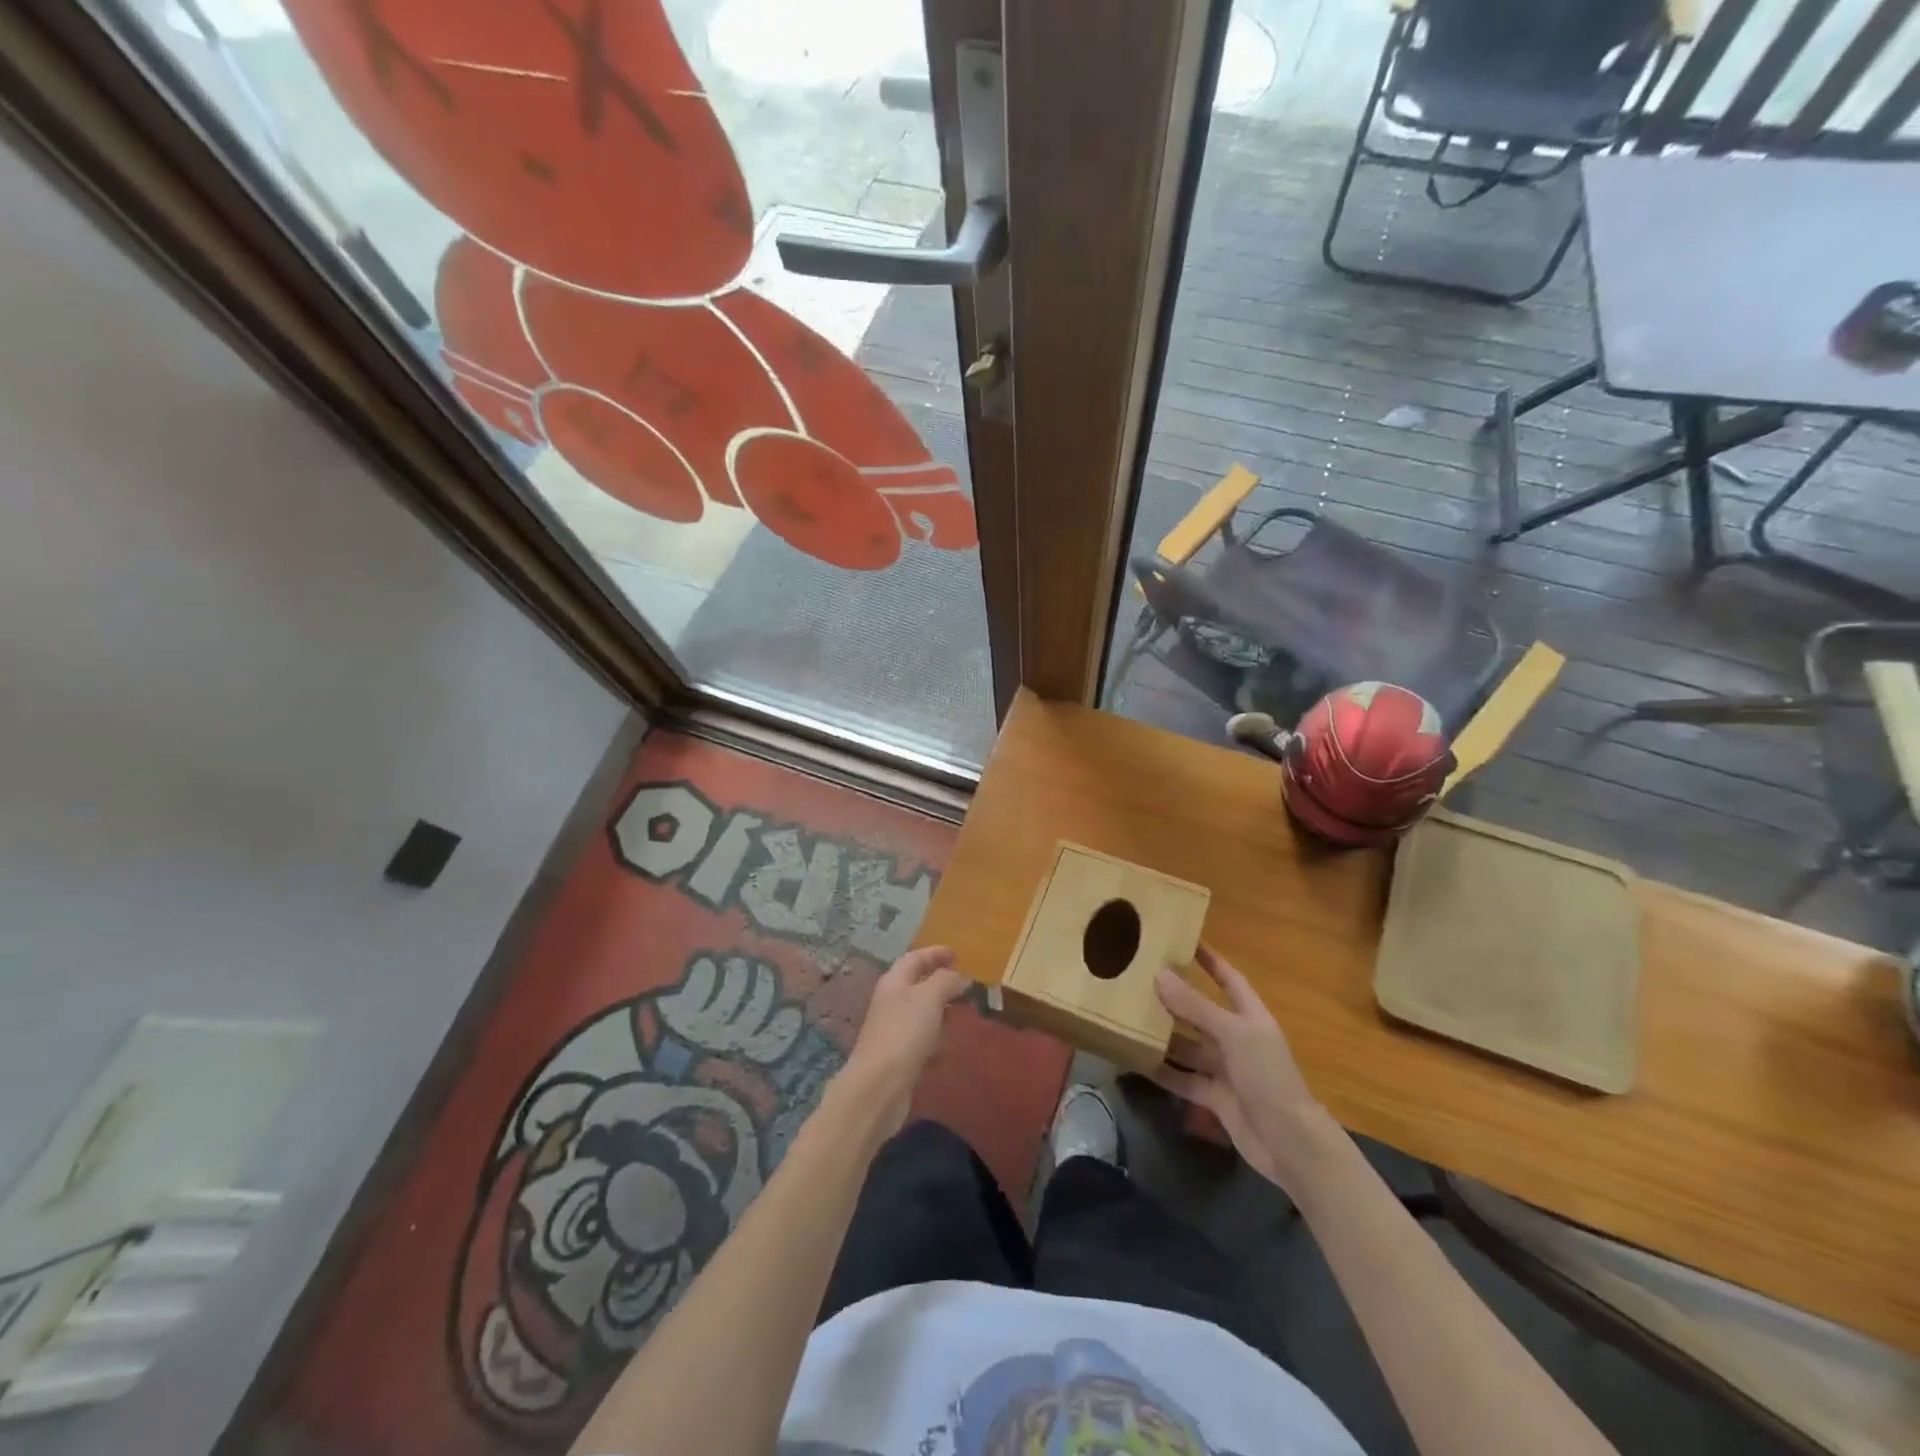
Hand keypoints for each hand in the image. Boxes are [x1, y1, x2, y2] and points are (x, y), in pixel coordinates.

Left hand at [837, 946, 968, 1133]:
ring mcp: (894, 1030)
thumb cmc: (904, 1033)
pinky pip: (922, 1040)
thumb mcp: (929, 998)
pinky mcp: (900, 1057)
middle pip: (916, 984)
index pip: (914, 958)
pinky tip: (951, 1046)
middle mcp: (891, 1002)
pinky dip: (937, 1038)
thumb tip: (960, 975)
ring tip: (964, 1011)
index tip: (958, 954)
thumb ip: (945, 981)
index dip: (935, 953)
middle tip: (965, 982)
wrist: (879, 1087)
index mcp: (894, 982)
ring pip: (920, 1012)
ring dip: (940, 1010)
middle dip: (940, 981)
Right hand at [1154, 946, 1334, 1194]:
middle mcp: (1237, 1039)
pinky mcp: (1215, 1097)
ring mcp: (1226, 1069)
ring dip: (1164, 1036)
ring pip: (1189, 1046)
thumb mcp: (1233, 1035)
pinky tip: (1136, 1061)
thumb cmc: (1268, 1077)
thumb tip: (1160, 974)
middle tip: (1139, 980)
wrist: (1290, 1144)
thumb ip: (1196, 1007)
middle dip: (1175, 998)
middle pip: (1202, 1012)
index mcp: (1250, 1017)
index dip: (1210, 960)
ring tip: (1129, 1019)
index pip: (1229, 979)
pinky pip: (1184, 1078)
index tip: (1183, 941)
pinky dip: (1163, 1071)